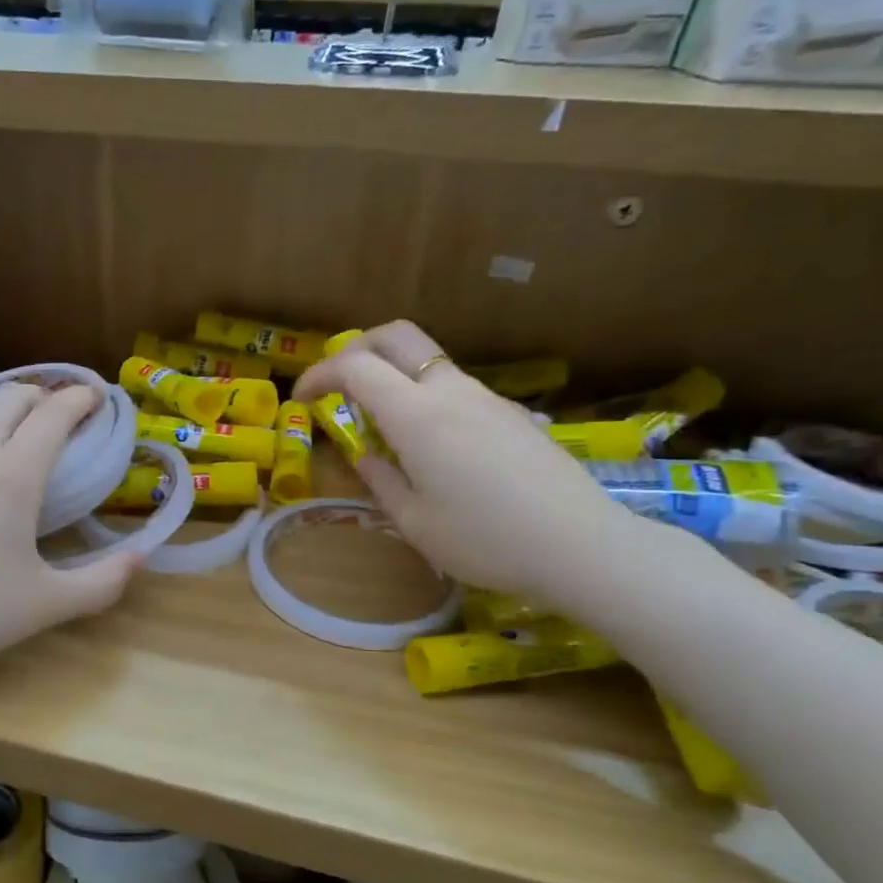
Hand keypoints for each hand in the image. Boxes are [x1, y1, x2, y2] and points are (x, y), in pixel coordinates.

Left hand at [0, 383, 138, 674]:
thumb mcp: (47, 604)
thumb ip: (102, 582)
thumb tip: (140, 557)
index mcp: (14, 476)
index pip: (52, 415)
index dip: (78, 399)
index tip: (95, 397)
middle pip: (9, 398)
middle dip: (41, 395)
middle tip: (59, 415)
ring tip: (12, 426)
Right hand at [293, 321, 640, 606]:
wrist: (580, 546)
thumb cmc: (484, 539)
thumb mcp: (414, 521)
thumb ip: (381, 480)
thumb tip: (366, 456)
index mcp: (416, 414)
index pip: (354, 368)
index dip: (319, 375)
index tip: (302, 399)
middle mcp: (450, 391)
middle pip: (395, 336)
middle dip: (356, 348)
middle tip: (339, 384)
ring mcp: (487, 397)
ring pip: (428, 361)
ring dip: (394, 375)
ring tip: (384, 424)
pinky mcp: (513, 413)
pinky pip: (458, 388)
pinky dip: (428, 397)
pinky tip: (436, 445)